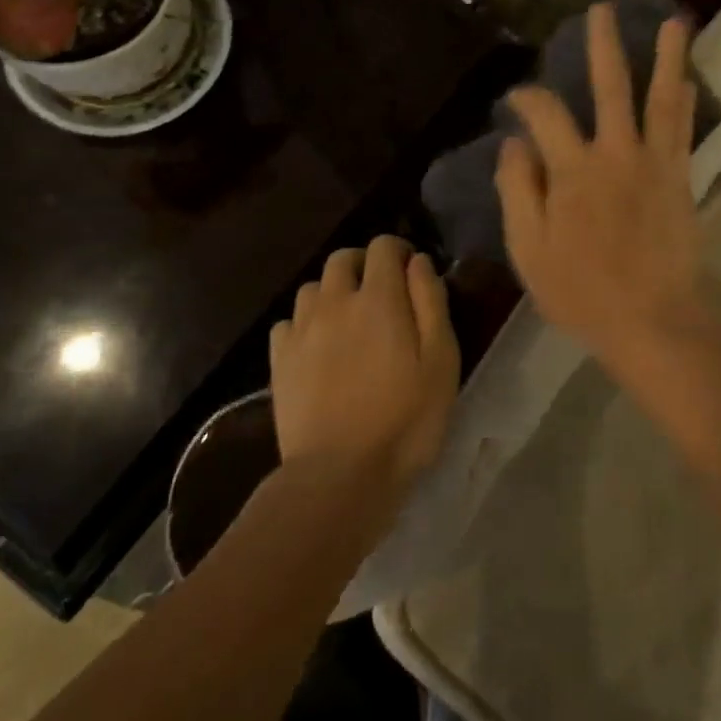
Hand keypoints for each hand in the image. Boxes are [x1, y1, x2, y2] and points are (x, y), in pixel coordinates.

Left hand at [269, 236, 460, 496]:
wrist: (339, 474)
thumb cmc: (405, 418)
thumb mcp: (441, 360)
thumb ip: (431, 302)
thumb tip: (418, 262)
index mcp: (378, 298)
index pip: (383, 246)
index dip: (400, 250)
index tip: (413, 273)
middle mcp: (335, 302)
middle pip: (342, 259)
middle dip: (364, 264)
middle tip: (383, 293)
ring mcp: (301, 331)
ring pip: (313, 288)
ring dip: (333, 292)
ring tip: (349, 320)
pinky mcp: (279, 360)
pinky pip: (288, 322)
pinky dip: (306, 323)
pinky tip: (318, 347)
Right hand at [497, 3, 709, 371]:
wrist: (651, 320)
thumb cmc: (581, 291)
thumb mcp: (529, 249)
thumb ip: (518, 191)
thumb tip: (515, 143)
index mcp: (573, 171)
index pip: (546, 115)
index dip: (527, 99)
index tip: (516, 99)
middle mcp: (616, 154)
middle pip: (610, 88)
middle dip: (603, 46)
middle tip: (603, 9)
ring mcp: (655, 164)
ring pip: (661, 100)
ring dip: (667, 59)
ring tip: (675, 22)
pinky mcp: (681, 179)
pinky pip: (684, 132)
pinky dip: (686, 103)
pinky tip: (688, 81)